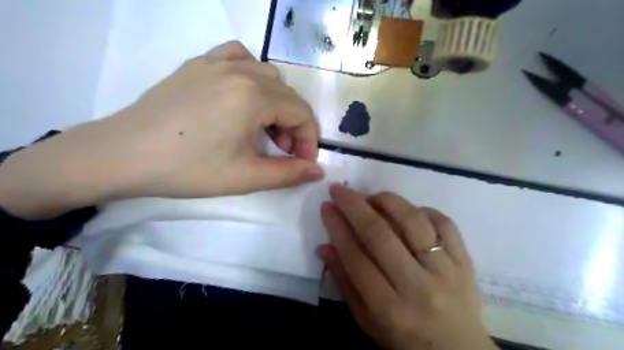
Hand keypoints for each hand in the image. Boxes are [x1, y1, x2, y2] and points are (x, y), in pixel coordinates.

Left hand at [0, 39, 323, 214]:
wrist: (122, 155)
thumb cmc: (188, 169)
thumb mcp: (245, 177)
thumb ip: (288, 174)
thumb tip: (318, 171)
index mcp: (253, 96)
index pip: (302, 113)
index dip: (309, 140)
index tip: (301, 162)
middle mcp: (240, 70)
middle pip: (288, 95)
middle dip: (294, 125)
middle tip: (281, 151)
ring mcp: (216, 63)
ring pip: (268, 75)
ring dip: (276, 102)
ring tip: (262, 128)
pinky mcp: (198, 64)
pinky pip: (239, 57)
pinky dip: (252, 75)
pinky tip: (244, 95)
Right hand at [319, 186, 494, 349]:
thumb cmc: (404, 340)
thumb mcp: (366, 322)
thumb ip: (344, 284)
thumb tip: (325, 247)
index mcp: (389, 309)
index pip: (356, 258)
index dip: (337, 228)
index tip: (326, 207)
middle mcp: (418, 287)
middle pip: (381, 235)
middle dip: (354, 206)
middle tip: (339, 190)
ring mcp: (447, 272)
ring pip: (414, 222)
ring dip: (388, 202)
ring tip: (372, 197)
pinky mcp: (465, 262)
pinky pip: (446, 224)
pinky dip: (424, 210)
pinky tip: (409, 211)